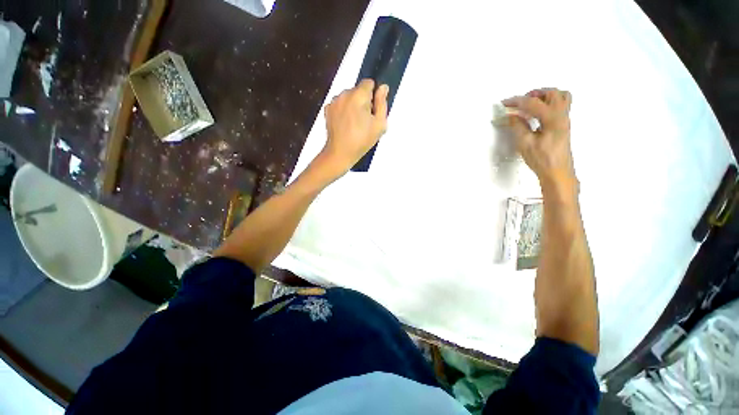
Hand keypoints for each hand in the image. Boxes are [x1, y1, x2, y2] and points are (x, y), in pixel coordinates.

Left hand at [320, 79, 389, 173]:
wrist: (340, 152)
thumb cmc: (362, 140)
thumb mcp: (379, 124)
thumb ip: (382, 103)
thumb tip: (383, 87)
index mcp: (358, 95)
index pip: (368, 83)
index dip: (373, 95)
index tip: (372, 110)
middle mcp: (344, 94)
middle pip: (357, 90)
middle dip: (362, 101)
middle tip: (364, 120)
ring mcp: (334, 101)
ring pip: (347, 97)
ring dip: (352, 105)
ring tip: (353, 123)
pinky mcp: (327, 109)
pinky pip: (339, 104)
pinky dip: (343, 110)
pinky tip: (344, 124)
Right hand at [503, 88, 577, 198]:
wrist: (557, 172)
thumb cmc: (541, 159)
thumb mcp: (525, 143)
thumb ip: (518, 126)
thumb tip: (511, 115)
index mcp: (553, 118)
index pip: (532, 103)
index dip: (516, 101)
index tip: (504, 103)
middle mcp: (562, 115)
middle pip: (551, 93)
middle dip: (533, 94)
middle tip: (519, 103)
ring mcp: (565, 119)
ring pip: (560, 97)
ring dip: (544, 96)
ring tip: (530, 105)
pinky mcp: (564, 125)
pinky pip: (561, 105)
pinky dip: (549, 103)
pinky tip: (538, 114)